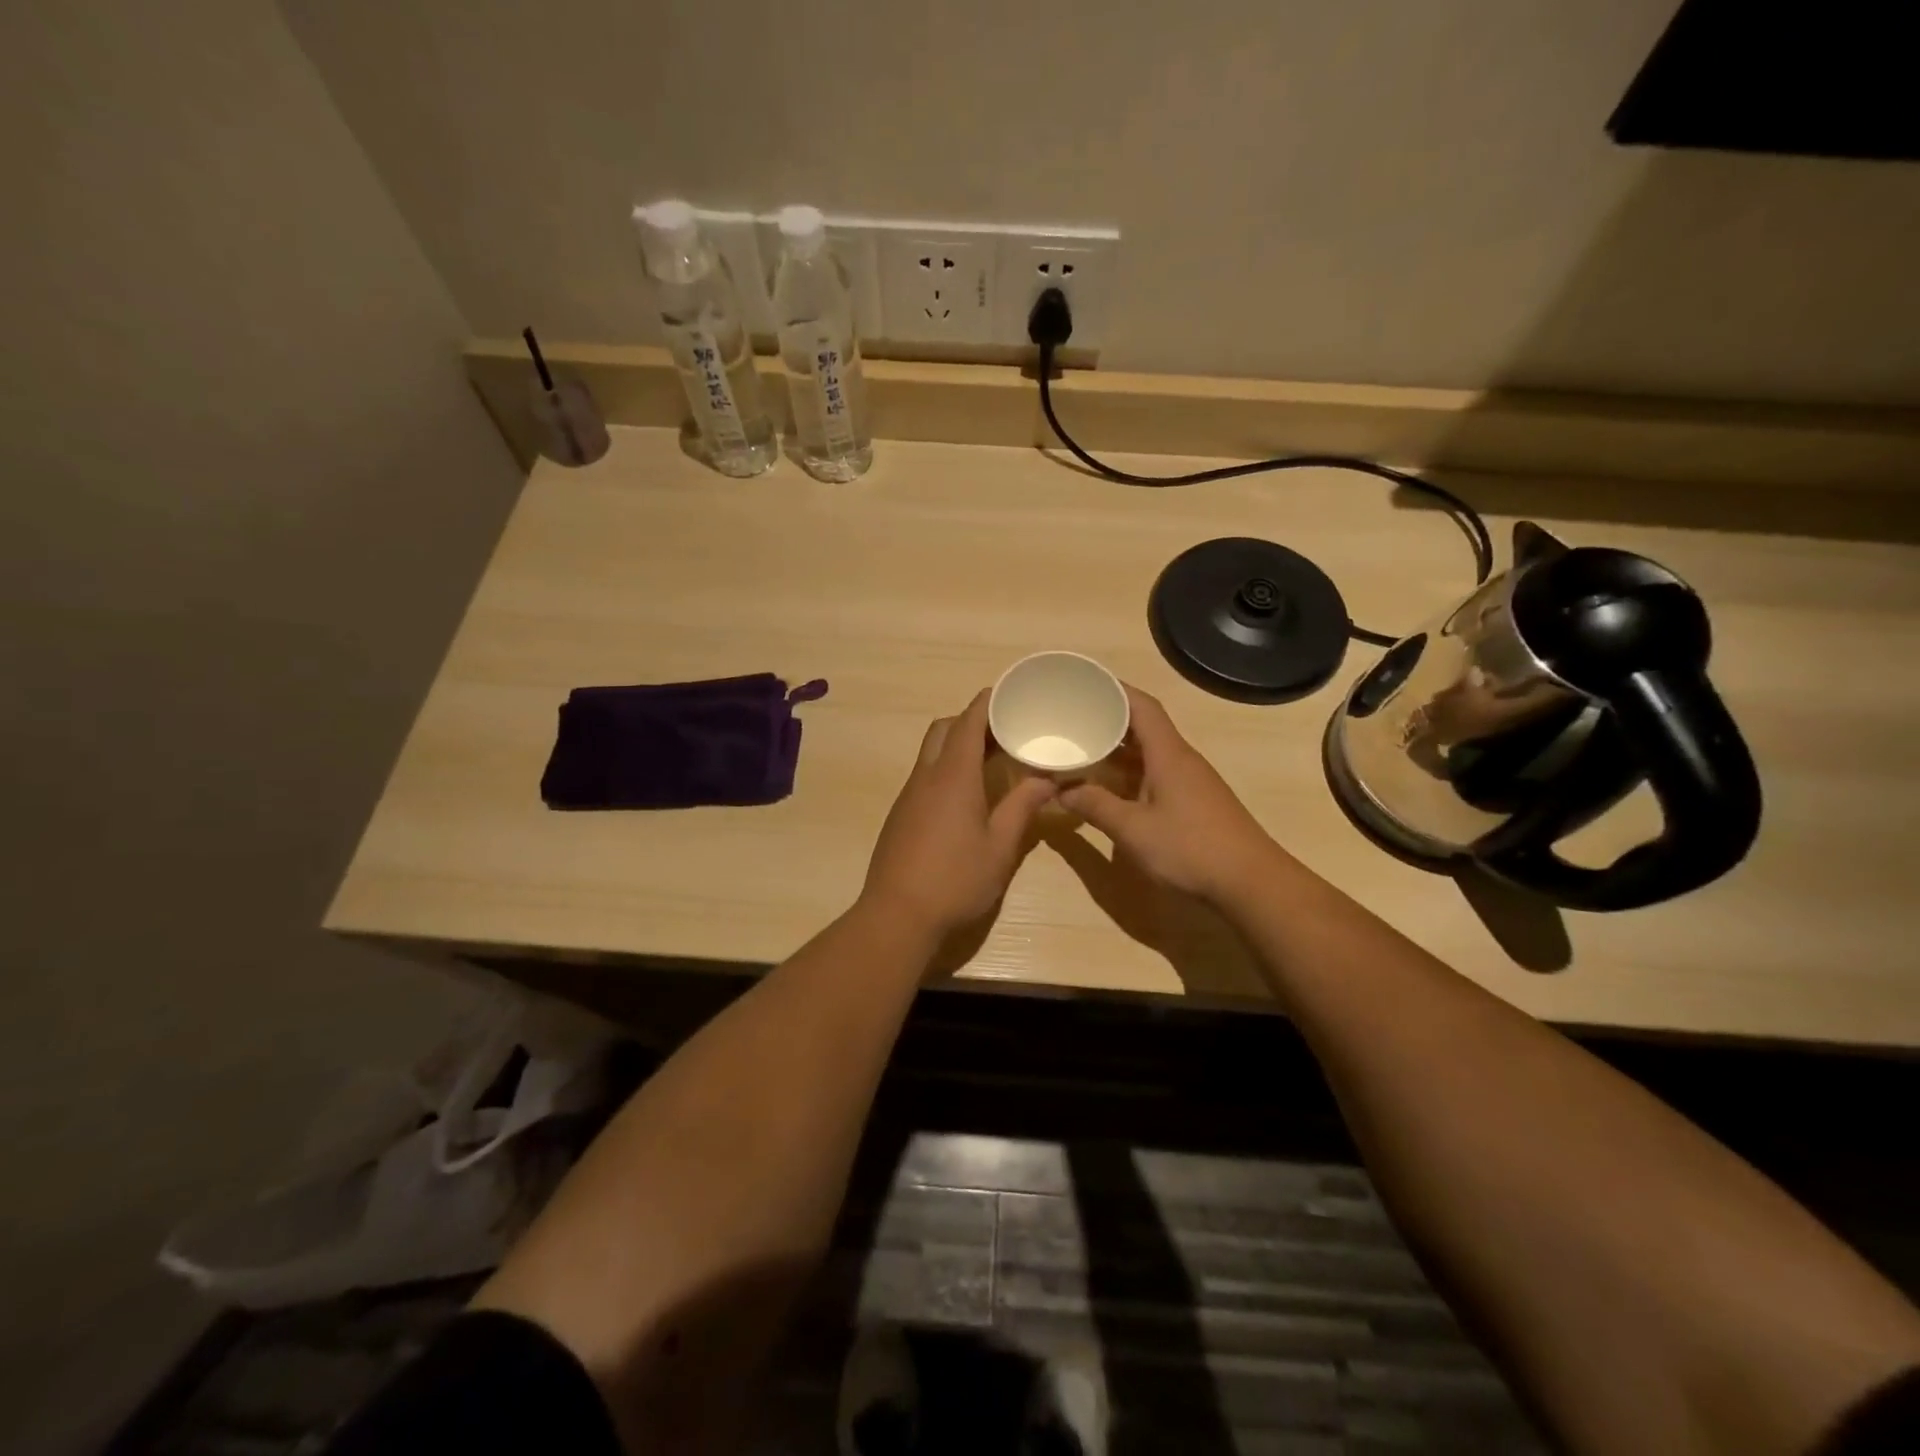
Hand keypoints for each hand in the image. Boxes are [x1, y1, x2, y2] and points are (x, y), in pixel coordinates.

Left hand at [861, 690, 1056, 940]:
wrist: (897, 915)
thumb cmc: (955, 880)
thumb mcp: (1000, 847)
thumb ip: (1023, 807)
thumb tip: (1048, 780)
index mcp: (953, 776)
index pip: (968, 722)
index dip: (987, 702)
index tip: (1009, 694)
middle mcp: (926, 776)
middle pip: (944, 729)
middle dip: (971, 721)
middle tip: (1004, 731)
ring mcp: (908, 795)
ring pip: (931, 752)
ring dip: (957, 745)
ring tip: (991, 760)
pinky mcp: (900, 814)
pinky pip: (924, 775)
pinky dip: (946, 768)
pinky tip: (967, 795)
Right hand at [1059, 686, 1277, 904]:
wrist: (1251, 883)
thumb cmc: (1191, 848)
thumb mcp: (1133, 829)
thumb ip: (1095, 806)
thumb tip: (1061, 790)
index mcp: (1168, 754)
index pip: (1142, 706)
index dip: (1114, 689)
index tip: (1084, 683)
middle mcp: (1181, 759)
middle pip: (1144, 726)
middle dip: (1108, 719)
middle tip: (1072, 718)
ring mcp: (1190, 782)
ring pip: (1148, 752)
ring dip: (1117, 749)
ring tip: (1082, 748)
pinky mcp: (1193, 803)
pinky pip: (1155, 774)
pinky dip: (1129, 773)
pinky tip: (1109, 786)